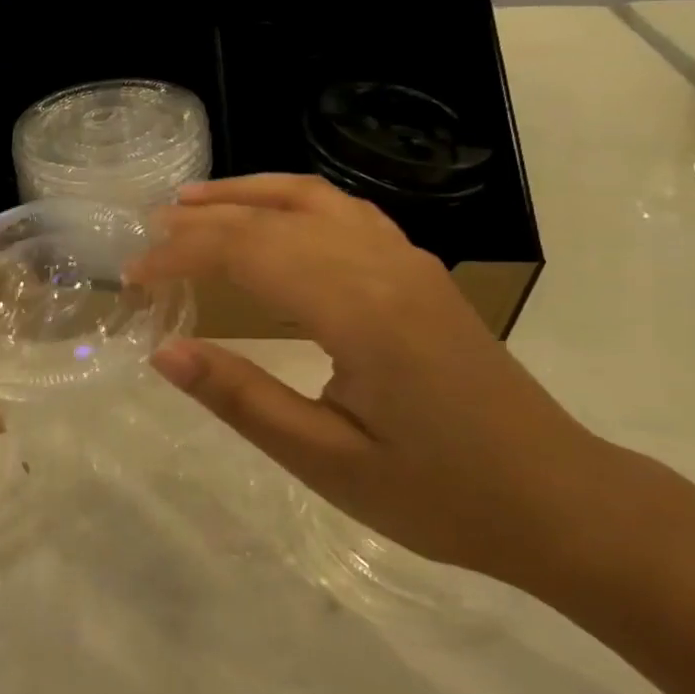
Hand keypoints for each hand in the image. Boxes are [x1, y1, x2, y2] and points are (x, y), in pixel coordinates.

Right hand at [126, 174, 610, 584]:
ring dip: (246, 193)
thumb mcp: (327, 462)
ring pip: (312, 198)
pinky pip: (345, 211)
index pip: (246, 253)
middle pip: (271, 218)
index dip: (180, 256)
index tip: (133, 278)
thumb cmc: (441, 494)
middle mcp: (382, 265)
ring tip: (193, 201)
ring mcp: (407, 260)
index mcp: (358, 310)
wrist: (561, 500)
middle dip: (200, 222)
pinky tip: (272, 215)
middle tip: (145, 237)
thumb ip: (241, 398)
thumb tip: (164, 352)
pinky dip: (293, 199)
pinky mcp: (419, 271)